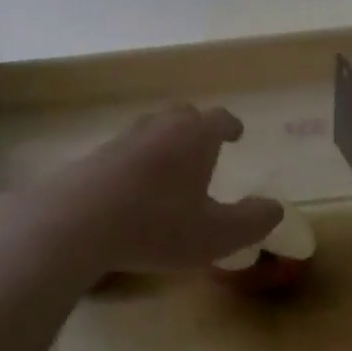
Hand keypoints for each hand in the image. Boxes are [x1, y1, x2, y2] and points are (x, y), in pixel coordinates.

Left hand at [19, 105, 281, 274]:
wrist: (76, 223)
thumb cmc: (157, 225)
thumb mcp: (217, 235)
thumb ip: (253, 222)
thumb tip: (275, 209)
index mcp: (194, 137)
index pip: (219, 119)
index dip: (231, 126)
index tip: (237, 133)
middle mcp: (158, 129)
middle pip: (182, 115)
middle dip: (196, 127)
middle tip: (204, 145)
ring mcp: (121, 140)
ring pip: (149, 131)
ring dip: (163, 144)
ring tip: (169, 168)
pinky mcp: (91, 159)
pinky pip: (123, 152)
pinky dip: (135, 163)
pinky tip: (132, 189)